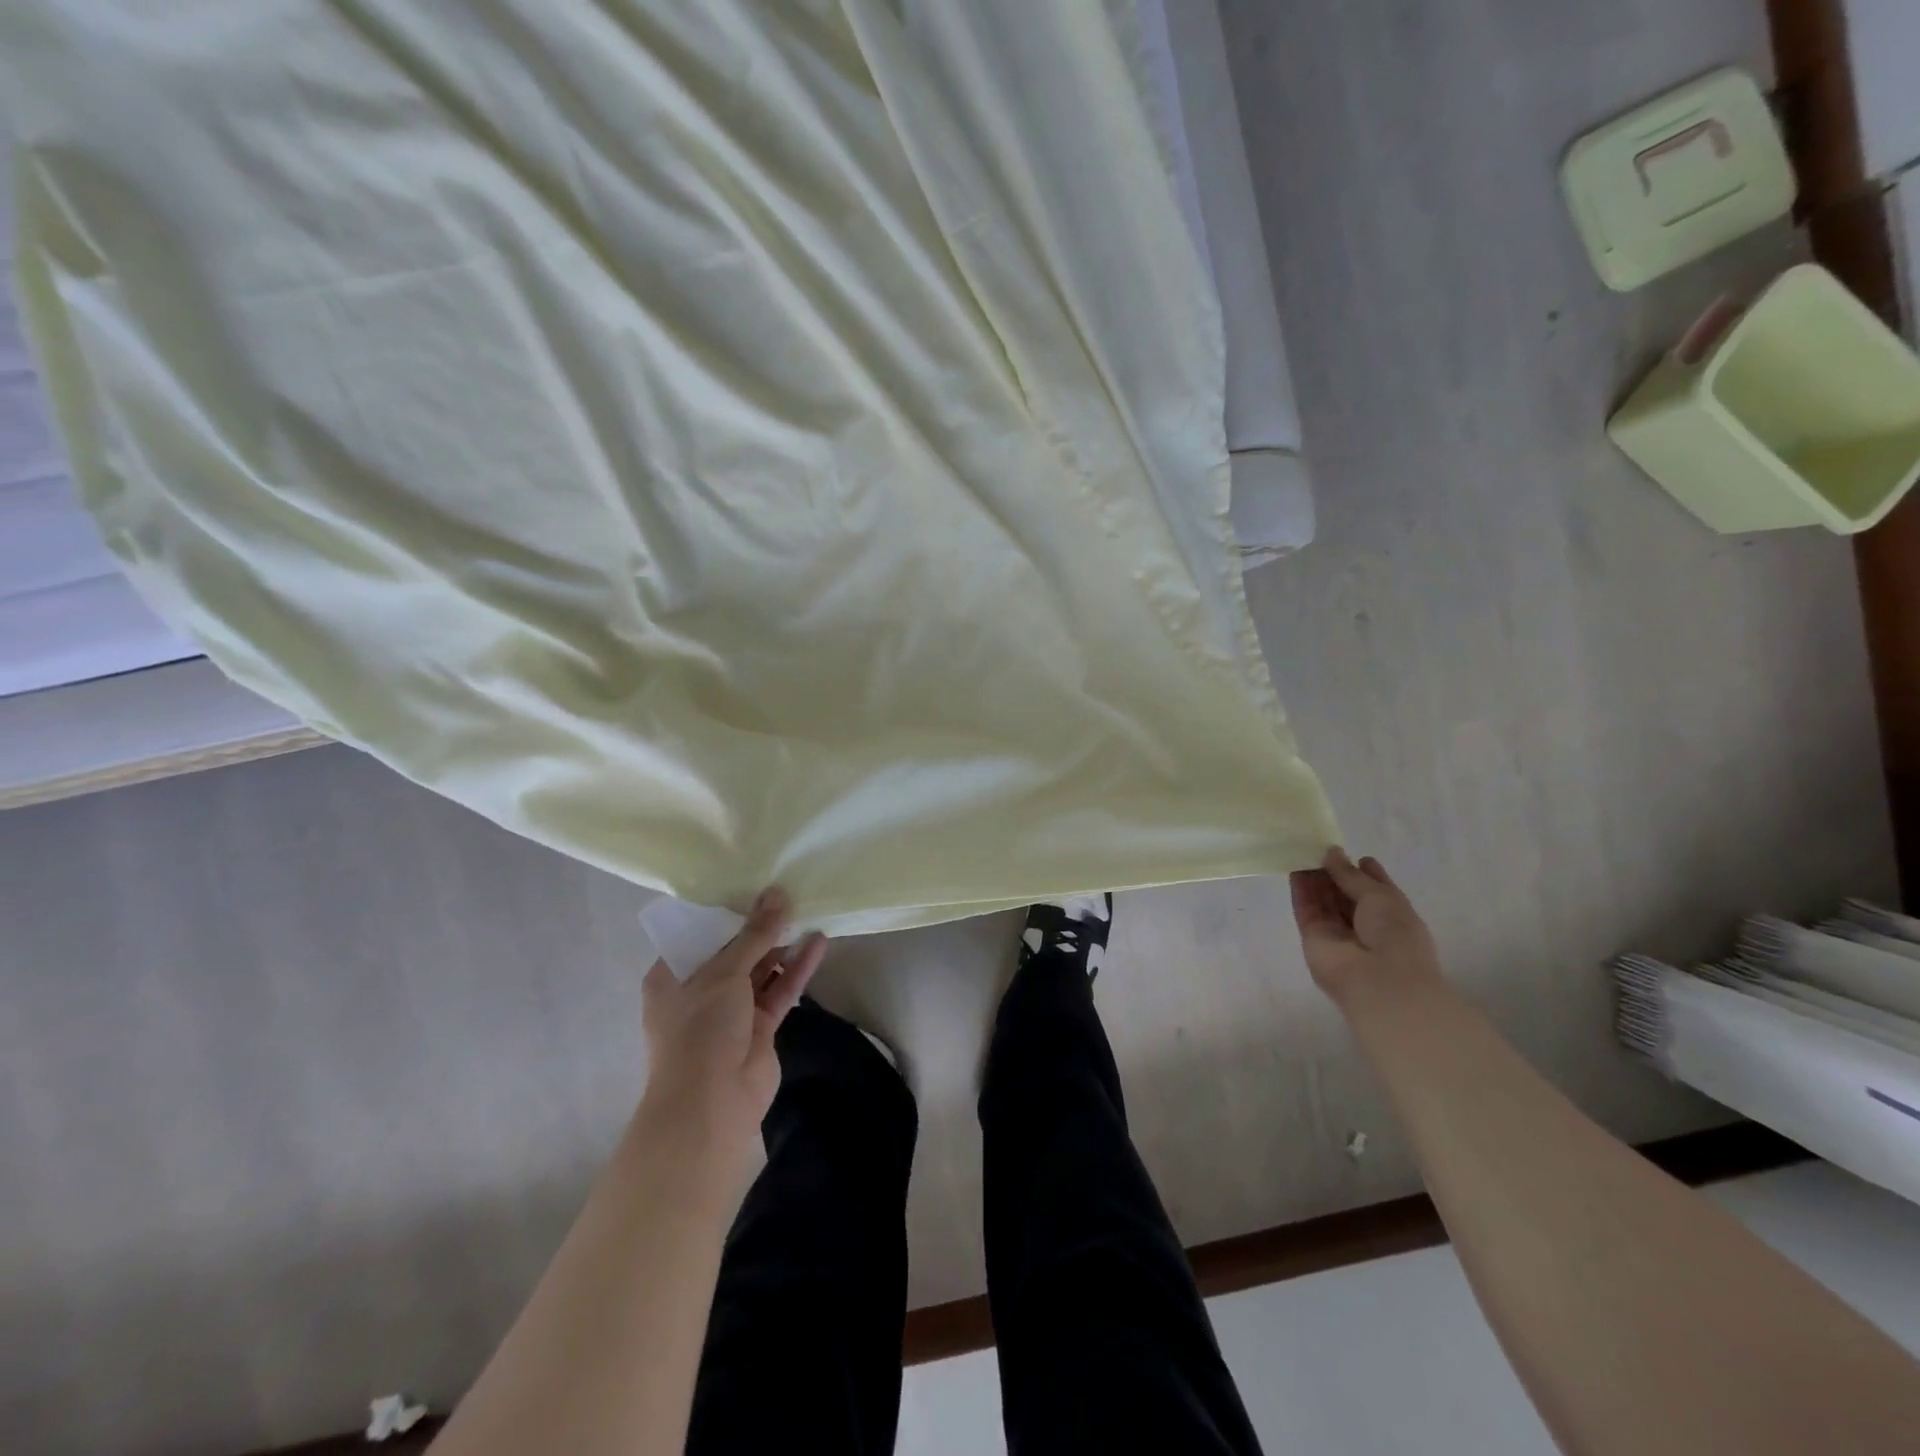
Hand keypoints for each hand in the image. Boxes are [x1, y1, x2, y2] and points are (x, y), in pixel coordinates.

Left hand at [639, 887, 826, 1163]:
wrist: (711, 1105)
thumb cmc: (700, 1030)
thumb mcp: (724, 973)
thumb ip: (754, 934)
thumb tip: (777, 893)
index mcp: (672, 976)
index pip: (699, 934)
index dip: (726, 911)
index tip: (753, 884)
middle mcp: (699, 991)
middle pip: (734, 950)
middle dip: (759, 926)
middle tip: (788, 893)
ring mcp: (730, 1011)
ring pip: (760, 970)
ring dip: (782, 945)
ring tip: (808, 911)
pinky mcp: (759, 1028)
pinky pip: (779, 990)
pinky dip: (797, 969)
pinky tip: (818, 943)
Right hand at [1290, 848, 1443, 1006]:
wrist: (1379, 981)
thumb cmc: (1395, 935)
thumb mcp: (1380, 896)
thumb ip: (1351, 874)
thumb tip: (1331, 852)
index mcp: (1391, 915)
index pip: (1374, 889)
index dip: (1362, 870)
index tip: (1347, 852)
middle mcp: (1364, 924)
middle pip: (1344, 894)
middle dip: (1333, 872)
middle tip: (1316, 847)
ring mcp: (1337, 932)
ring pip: (1323, 900)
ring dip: (1314, 878)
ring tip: (1301, 851)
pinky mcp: (1313, 937)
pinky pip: (1306, 909)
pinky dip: (1301, 891)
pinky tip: (1294, 869)